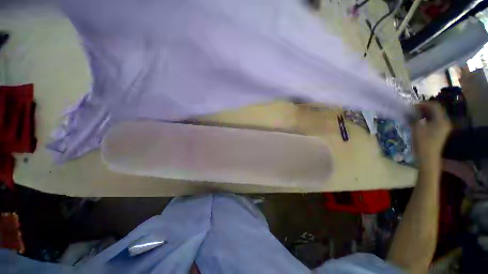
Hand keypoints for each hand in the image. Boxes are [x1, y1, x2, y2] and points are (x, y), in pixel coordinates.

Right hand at [412, 102, 451, 165]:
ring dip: (425, 113)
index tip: (412, 106)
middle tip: (413, 110)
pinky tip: (419, 121)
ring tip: (414, 115)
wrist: (428, 158)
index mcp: (441, 120)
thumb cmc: (422, 142)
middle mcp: (445, 122)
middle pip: (436, 110)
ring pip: (435, 115)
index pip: (434, 106)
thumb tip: (410, 111)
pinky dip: (427, 119)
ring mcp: (444, 127)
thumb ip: (414, 118)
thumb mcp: (416, 128)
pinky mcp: (441, 132)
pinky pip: (435, 121)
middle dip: (424, 108)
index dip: (423, 104)